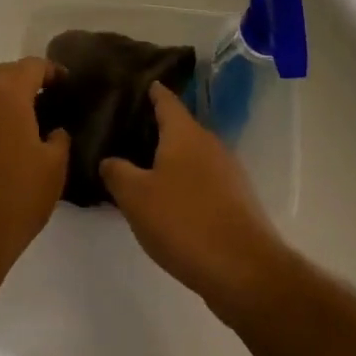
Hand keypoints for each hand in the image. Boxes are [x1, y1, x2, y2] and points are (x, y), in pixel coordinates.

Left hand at [0, 57, 70, 274]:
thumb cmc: (14, 198)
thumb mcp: (53, 168)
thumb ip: (59, 138)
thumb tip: (55, 130)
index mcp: (5, 94)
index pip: (32, 66)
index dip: (53, 71)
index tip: (68, 84)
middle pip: (5, 75)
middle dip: (27, 82)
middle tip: (49, 100)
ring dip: (5, 100)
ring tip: (28, 122)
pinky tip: (2, 142)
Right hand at [99, 84, 284, 312]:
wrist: (245, 271)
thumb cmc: (184, 222)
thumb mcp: (135, 197)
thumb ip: (117, 172)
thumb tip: (110, 160)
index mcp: (185, 132)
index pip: (165, 99)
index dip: (150, 90)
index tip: (134, 84)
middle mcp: (209, 143)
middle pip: (179, 127)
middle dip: (155, 129)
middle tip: (125, 133)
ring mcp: (228, 172)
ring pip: (192, 156)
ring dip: (170, 160)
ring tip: (142, 170)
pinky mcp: (237, 201)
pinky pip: (204, 181)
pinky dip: (186, 184)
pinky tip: (170, 204)